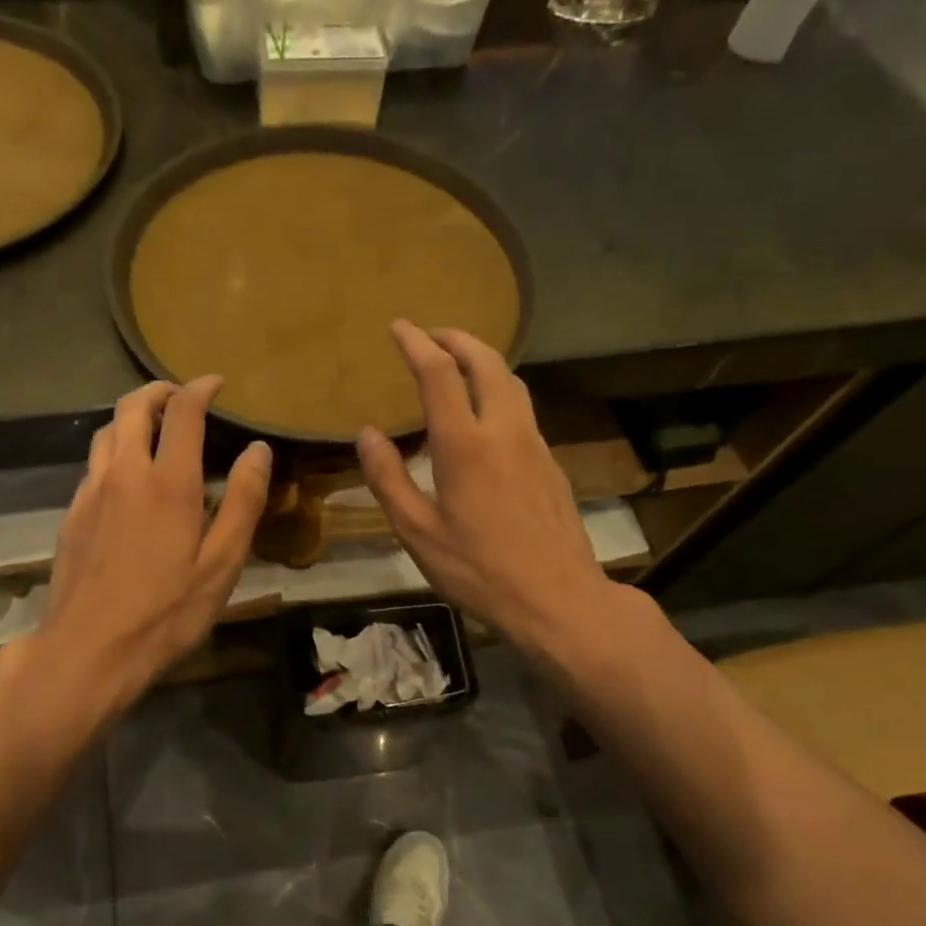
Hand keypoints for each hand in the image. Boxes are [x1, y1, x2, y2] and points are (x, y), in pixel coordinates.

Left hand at [32, 376, 271, 718]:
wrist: (88, 650)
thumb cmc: (165, 613)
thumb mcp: (221, 564)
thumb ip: (242, 502)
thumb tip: (257, 450)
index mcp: (168, 482)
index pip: (183, 412)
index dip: (200, 389)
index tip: (215, 383)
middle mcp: (124, 473)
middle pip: (132, 406)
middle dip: (159, 391)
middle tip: (181, 396)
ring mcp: (91, 492)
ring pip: (106, 431)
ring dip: (131, 417)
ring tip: (153, 429)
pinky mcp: (72, 514)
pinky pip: (93, 464)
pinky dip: (113, 451)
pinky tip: (126, 478)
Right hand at [356, 321, 618, 668]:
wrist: (558, 598)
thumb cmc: (478, 569)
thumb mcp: (417, 531)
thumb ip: (388, 478)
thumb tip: (366, 434)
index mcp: (464, 444)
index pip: (439, 374)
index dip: (417, 343)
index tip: (399, 327)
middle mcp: (503, 430)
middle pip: (486, 362)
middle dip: (457, 339)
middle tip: (431, 334)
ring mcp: (533, 444)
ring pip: (511, 381)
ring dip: (483, 359)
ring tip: (458, 361)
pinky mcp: (550, 462)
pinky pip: (522, 408)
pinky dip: (498, 389)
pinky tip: (485, 412)